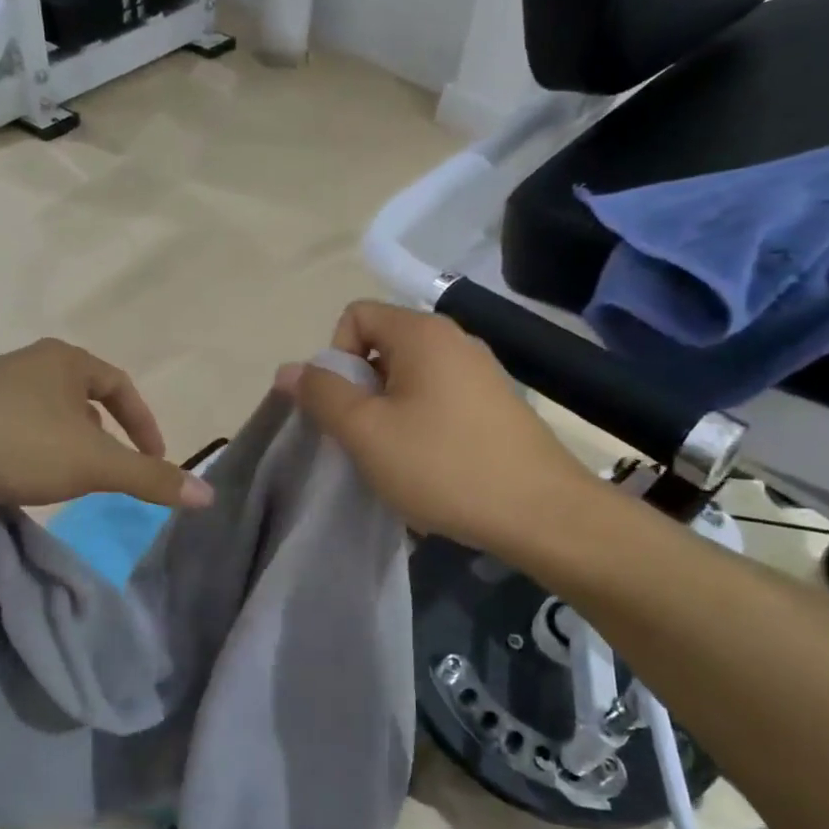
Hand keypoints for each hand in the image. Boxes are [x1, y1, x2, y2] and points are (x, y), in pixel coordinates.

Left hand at [0, 339, 213, 524]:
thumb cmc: (17, 445)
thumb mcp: (95, 464)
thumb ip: (151, 479)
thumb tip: (208, 496)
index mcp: (64, 359)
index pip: (121, 386)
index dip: (145, 424)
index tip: (154, 460)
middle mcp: (29, 364)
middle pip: (85, 398)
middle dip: (107, 435)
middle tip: (115, 470)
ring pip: (49, 416)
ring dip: (69, 445)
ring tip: (74, 479)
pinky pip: (16, 431)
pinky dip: (35, 453)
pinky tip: (27, 481)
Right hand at [278, 301, 597, 552]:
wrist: (541, 513)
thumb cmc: (443, 466)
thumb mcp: (367, 432)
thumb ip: (322, 395)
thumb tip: (288, 369)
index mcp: (423, 333)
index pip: (355, 316)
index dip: (336, 358)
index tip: (345, 408)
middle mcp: (455, 339)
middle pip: (383, 346)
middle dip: (361, 390)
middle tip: (365, 440)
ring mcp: (481, 372)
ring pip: (410, 378)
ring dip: (388, 413)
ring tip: (396, 459)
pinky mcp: (496, 404)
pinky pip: (439, 400)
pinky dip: (421, 425)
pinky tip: (430, 467)